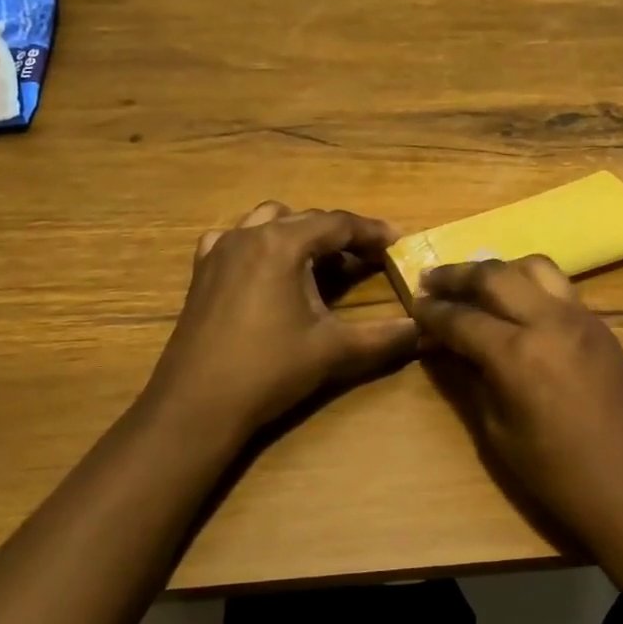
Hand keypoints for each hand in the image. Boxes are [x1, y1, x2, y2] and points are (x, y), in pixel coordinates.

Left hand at [143, 201, 417, 443]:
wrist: (197, 405)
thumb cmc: (269, 370)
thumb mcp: (334, 351)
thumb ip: (384, 337)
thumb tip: (425, 329)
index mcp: (283, 244)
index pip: (338, 224)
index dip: (372, 232)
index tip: (398, 242)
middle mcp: (249, 235)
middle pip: (305, 219)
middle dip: (340, 235)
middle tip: (368, 258)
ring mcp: (219, 250)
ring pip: (268, 221)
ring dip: (299, 234)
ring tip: (321, 262)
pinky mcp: (201, 271)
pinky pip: (234, 239)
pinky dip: (259, 243)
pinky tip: (267, 268)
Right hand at [412, 256, 622, 560]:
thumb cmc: (557, 475)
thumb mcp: (498, 432)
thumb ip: (470, 379)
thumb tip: (445, 347)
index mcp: (518, 354)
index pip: (462, 318)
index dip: (432, 312)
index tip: (413, 305)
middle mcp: (550, 321)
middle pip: (495, 275)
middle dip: (458, 275)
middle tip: (432, 281)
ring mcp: (582, 318)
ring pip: (534, 267)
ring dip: (499, 270)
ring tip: (477, 285)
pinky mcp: (602, 326)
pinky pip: (559, 287)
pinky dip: (529, 284)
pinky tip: (517, 305)